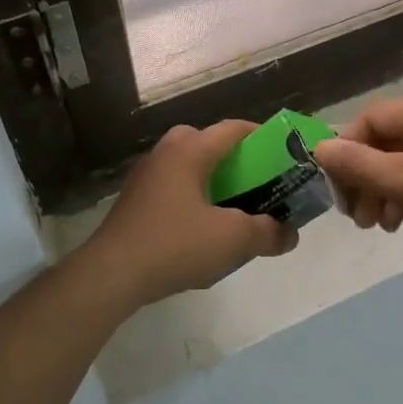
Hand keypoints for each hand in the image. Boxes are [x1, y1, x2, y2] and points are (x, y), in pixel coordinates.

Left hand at [79, 120, 297, 308]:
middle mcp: (165, 154)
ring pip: (187, 167)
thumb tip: (290, 234)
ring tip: (233, 207)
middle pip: (207, 143)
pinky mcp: (134, 202)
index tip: (283, 153)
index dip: (262, 136)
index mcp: (189, 150)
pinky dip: (192, 198)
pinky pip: (172, 188)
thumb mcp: (233, 239)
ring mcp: (145, 177)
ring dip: (212, 180)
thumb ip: (268, 232)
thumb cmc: (175, 244)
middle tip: (255, 182)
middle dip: (234, 159)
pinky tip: (202, 229)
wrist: (111, 274)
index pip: (233, 129)